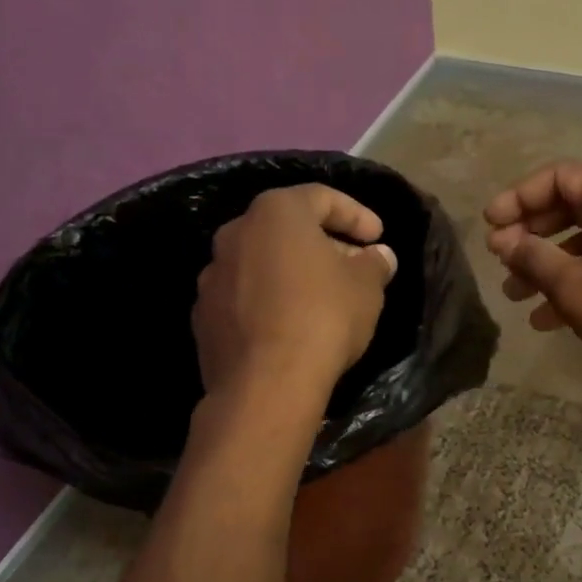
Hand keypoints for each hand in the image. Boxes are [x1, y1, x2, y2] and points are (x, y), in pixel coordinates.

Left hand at [194, 184, 397, 403]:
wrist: (266, 384)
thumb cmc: (323, 318)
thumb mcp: (366, 288)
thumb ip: (374, 264)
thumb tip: (378, 256)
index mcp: (275, 213)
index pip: (321, 197)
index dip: (356, 214)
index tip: (378, 237)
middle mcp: (235, 233)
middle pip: (286, 229)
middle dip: (323, 244)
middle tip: (353, 267)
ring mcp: (212, 276)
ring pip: (261, 263)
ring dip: (291, 273)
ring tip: (321, 299)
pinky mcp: (203, 317)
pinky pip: (244, 297)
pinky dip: (267, 303)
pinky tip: (289, 327)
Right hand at [484, 162, 581, 386]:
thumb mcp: (571, 284)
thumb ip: (532, 255)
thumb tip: (503, 241)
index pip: (560, 177)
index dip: (519, 197)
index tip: (490, 224)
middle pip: (570, 207)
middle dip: (530, 234)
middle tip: (499, 258)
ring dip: (545, 265)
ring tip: (513, 294)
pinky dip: (572, 283)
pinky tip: (543, 320)